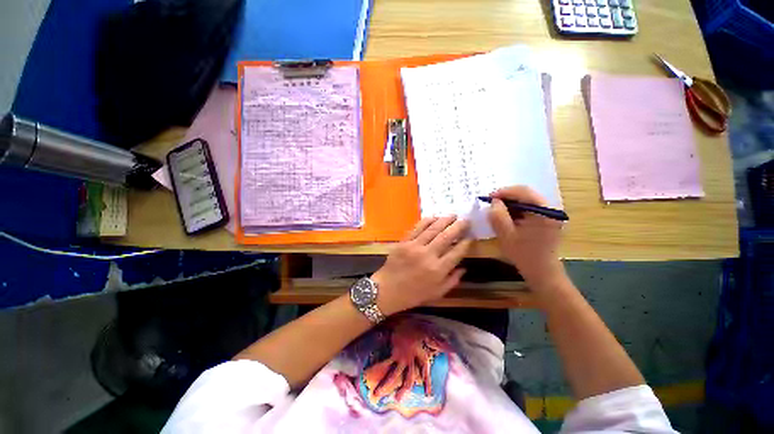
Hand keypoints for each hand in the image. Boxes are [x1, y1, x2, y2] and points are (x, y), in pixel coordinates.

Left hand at [372, 216, 471, 314]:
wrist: (387, 290)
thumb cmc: (413, 294)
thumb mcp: (437, 293)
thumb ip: (452, 281)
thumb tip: (464, 268)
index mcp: (438, 270)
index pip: (456, 252)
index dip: (465, 243)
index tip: (470, 237)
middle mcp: (428, 256)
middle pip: (446, 237)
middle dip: (458, 227)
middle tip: (465, 220)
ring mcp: (415, 247)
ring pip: (433, 229)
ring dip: (444, 220)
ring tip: (453, 215)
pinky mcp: (404, 242)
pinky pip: (417, 228)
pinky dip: (427, 221)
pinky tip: (434, 217)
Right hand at [487, 186, 566, 288]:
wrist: (541, 272)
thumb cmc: (524, 254)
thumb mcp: (506, 235)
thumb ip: (498, 216)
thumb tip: (493, 201)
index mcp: (544, 211)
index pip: (523, 192)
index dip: (503, 192)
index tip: (488, 198)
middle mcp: (550, 209)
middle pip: (526, 194)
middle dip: (506, 197)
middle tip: (491, 203)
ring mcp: (550, 214)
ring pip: (527, 200)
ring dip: (510, 203)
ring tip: (496, 210)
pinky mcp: (547, 219)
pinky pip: (529, 208)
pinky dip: (516, 210)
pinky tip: (507, 216)